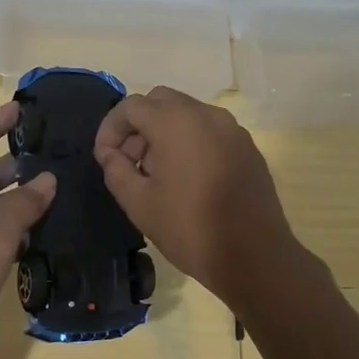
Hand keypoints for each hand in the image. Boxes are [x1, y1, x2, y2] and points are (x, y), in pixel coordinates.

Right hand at [94, 87, 302, 308]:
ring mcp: (232, 129)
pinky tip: (187, 179)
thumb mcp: (139, 203)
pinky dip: (190, 141)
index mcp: (176, 122)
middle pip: (160, 102)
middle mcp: (206, 114)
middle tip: (129, 162)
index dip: (110, 128)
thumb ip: (116, 170)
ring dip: (164, 132)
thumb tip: (111, 154)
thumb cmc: (189, 228)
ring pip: (187, 114)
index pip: (131, 106)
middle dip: (138, 126)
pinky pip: (210, 131)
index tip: (105, 158)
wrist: (253, 256)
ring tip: (156, 173)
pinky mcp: (247, 147)